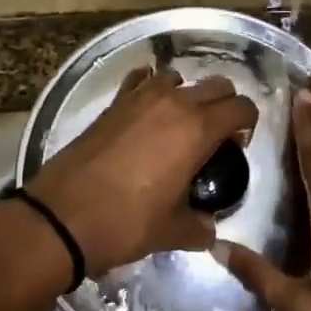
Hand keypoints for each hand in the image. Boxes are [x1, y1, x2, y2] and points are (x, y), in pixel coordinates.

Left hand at [28, 67, 258, 276]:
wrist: (63, 217)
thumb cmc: (126, 223)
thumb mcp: (172, 232)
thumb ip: (199, 227)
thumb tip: (208, 229)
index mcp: (198, 130)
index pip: (241, 107)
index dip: (247, 124)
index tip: (237, 146)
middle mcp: (173, 103)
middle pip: (216, 86)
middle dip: (223, 106)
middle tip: (214, 138)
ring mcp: (139, 99)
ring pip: (177, 78)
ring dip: (186, 95)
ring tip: (177, 125)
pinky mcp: (112, 104)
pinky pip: (140, 80)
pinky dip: (149, 88)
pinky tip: (145, 112)